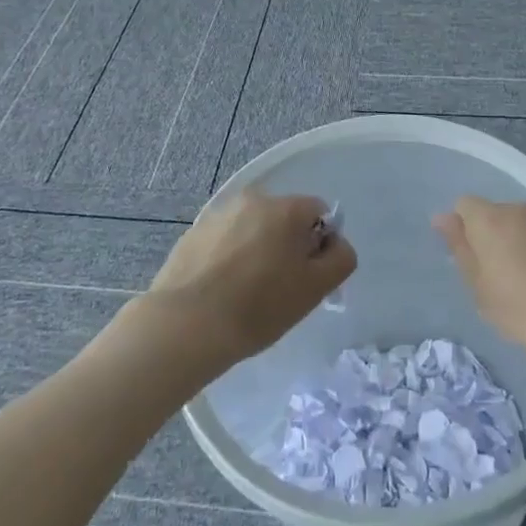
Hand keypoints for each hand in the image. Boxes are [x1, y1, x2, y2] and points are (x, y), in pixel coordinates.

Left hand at [146, 190, 355, 367]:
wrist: (186, 325)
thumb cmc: (259, 307)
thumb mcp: (315, 289)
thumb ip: (340, 259)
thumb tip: (335, 243)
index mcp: (285, 208)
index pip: (319, 213)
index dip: (321, 244)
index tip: (309, 277)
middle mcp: (252, 200)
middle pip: (284, 219)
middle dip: (288, 246)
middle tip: (280, 288)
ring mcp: (218, 215)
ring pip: (252, 229)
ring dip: (257, 251)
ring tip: (246, 292)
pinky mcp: (192, 234)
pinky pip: (224, 241)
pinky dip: (229, 259)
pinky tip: (221, 291)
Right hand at [434, 197, 525, 378]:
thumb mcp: (485, 294)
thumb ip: (462, 253)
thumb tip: (443, 219)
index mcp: (491, 220)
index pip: (463, 206)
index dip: (461, 231)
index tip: (470, 264)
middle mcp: (521, 210)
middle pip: (494, 215)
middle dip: (490, 240)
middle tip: (496, 282)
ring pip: (522, 226)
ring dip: (519, 248)